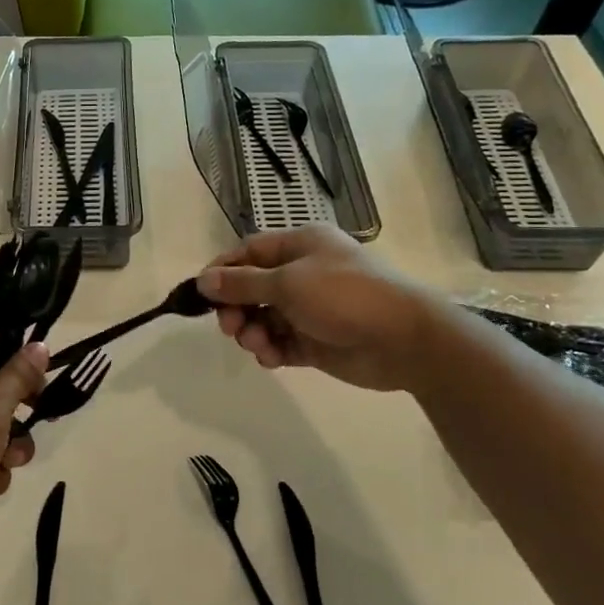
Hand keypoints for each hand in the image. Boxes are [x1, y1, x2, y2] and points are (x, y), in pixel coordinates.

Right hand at [195, 226, 432, 392]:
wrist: (403, 340)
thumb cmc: (345, 296)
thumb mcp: (287, 283)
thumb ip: (241, 284)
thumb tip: (202, 280)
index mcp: (300, 246)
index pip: (248, 253)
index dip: (222, 271)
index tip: (201, 294)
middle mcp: (303, 274)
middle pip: (252, 288)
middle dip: (236, 308)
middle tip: (230, 327)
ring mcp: (309, 309)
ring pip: (263, 319)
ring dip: (252, 332)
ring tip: (258, 345)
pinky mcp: (315, 341)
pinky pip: (280, 343)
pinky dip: (271, 350)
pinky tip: (272, 358)